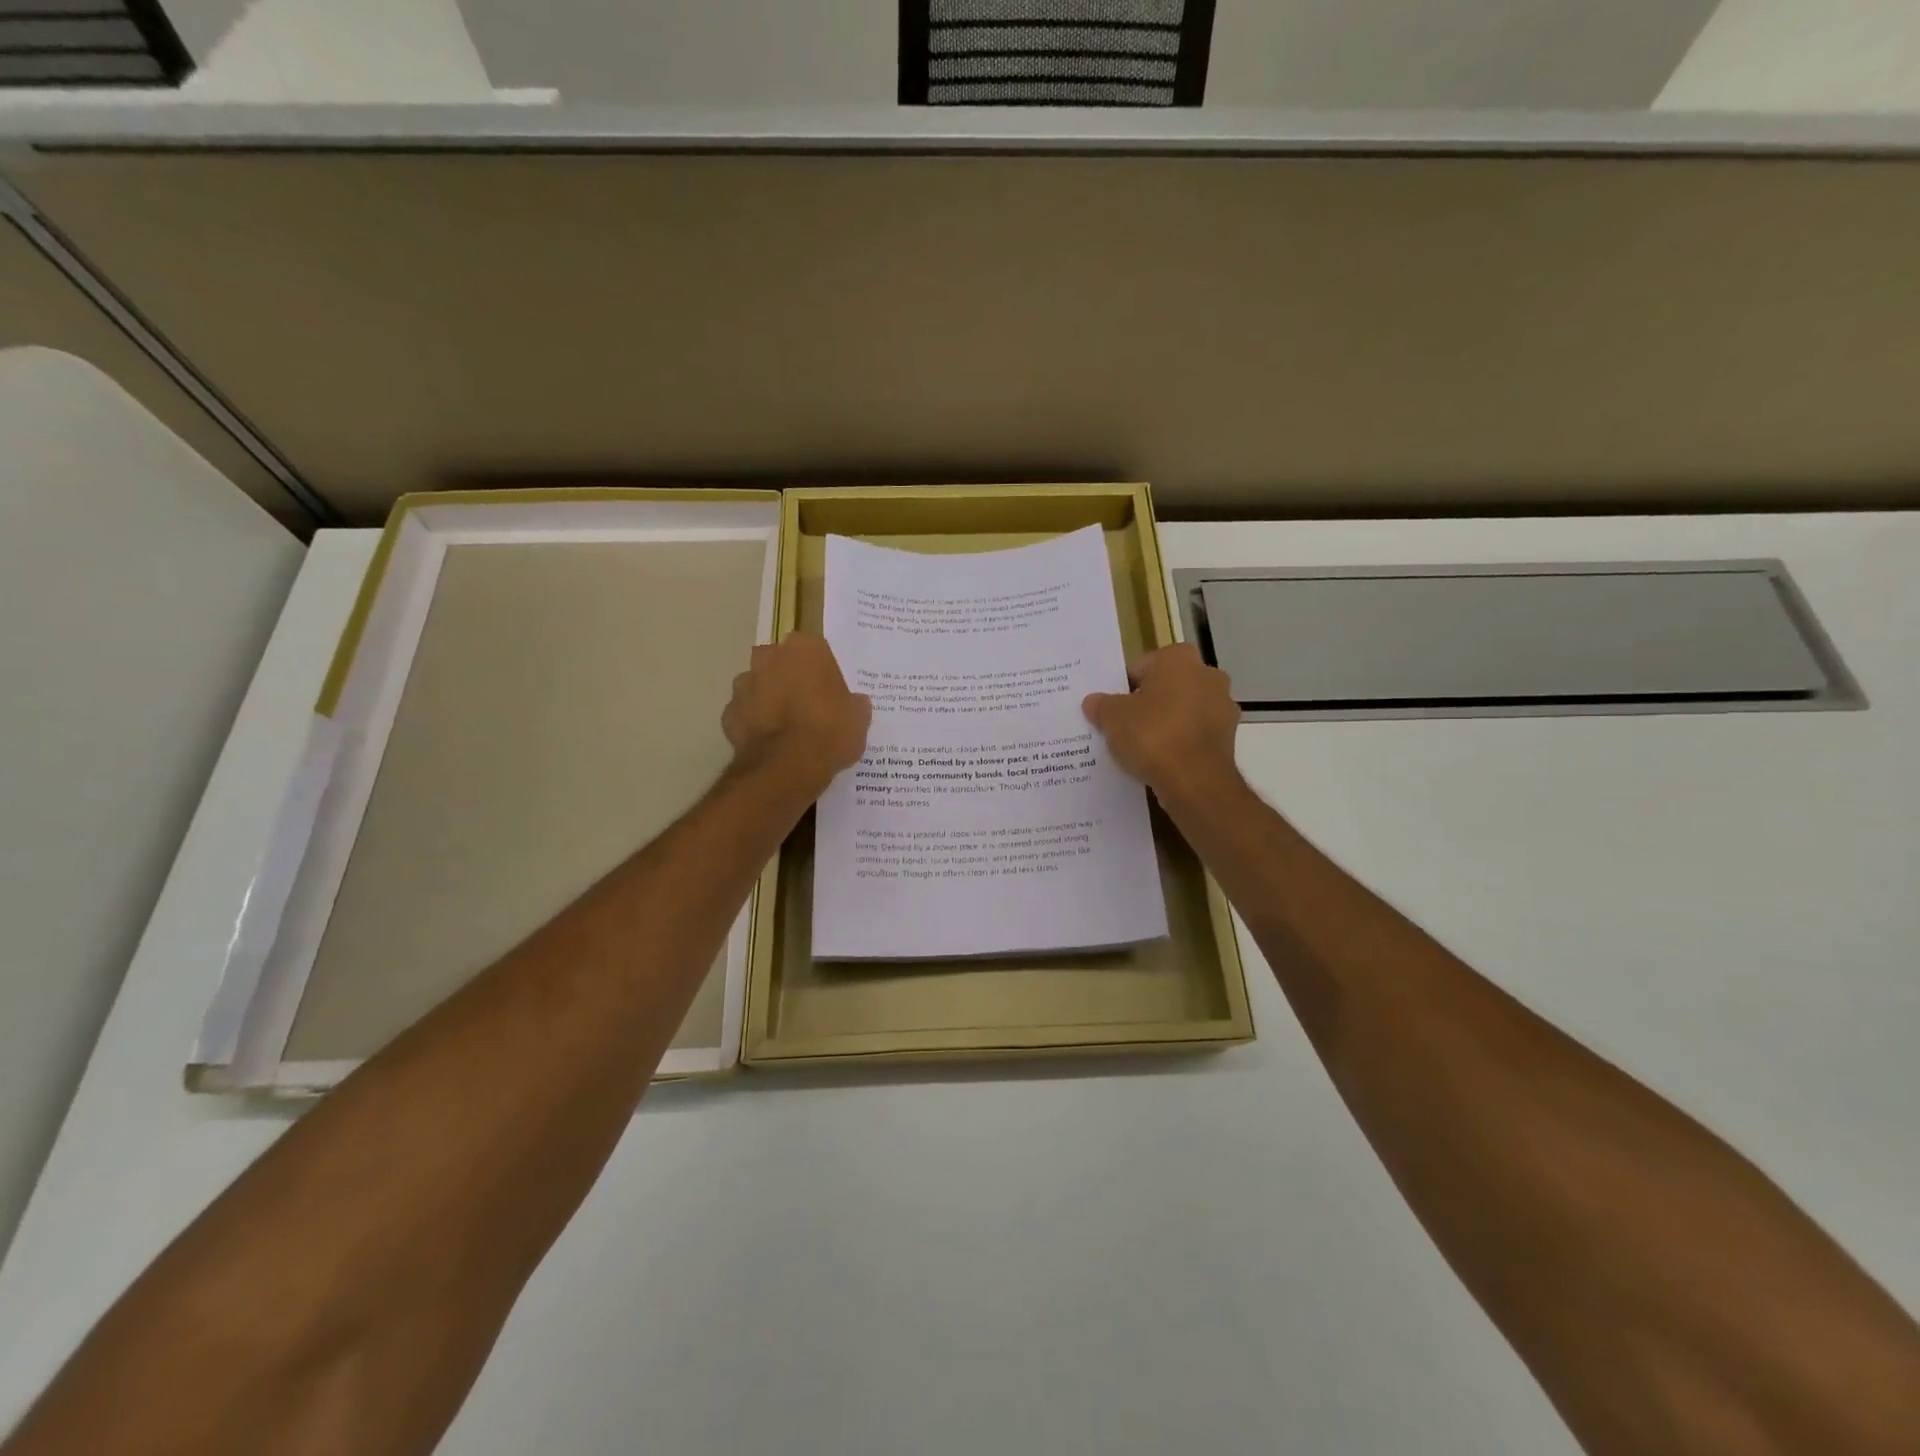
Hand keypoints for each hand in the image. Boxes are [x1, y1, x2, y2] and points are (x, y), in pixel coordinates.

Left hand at [722, 633, 871, 797]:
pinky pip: (744, 713)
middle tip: (808, 704)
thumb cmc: (830, 732)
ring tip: (786, 726)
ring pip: (758, 685)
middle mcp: (770, 658)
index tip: (830, 691)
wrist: (788, 767)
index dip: (823, 672)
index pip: (816, 651)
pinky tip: (769, 742)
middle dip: (789, 677)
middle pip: (780, 662)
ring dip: (768, 698)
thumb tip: (854, 703)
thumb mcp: (858, 718)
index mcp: (805, 649)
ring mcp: (744, 685)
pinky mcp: (728, 714)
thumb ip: (854, 704)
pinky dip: (753, 723)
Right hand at [1083, 644, 1240, 802]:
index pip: (1141, 666)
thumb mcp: (1112, 718)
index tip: (1112, 709)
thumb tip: (1093, 702)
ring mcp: (1223, 706)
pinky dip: (1181, 741)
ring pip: (1183, 710)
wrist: (1195, 781)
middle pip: (1166, 686)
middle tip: (1124, 725)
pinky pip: (1195, 733)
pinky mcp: (1229, 737)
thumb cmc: (1152, 735)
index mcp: (1179, 658)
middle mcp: (1208, 674)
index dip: (1123, 688)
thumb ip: (1101, 705)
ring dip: (1167, 722)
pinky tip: (1162, 759)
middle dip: (1148, 702)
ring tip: (1142, 746)